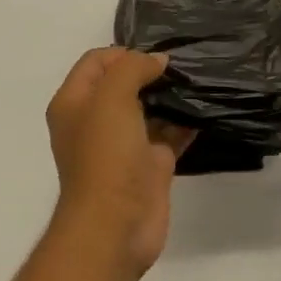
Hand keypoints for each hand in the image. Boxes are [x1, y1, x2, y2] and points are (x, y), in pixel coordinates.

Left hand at [45, 48, 194, 280]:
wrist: (115, 227)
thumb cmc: (105, 156)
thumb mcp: (112, 98)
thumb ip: (132, 68)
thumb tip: (157, 61)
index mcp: (74, 103)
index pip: (96, 62)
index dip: (123, 52)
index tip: (155, 55)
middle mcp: (96, 121)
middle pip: (123, 83)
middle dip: (151, 70)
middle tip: (183, 62)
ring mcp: (124, 144)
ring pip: (149, 108)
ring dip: (170, 95)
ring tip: (198, 79)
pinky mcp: (150, 165)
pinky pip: (169, 134)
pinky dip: (185, 122)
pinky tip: (206, 108)